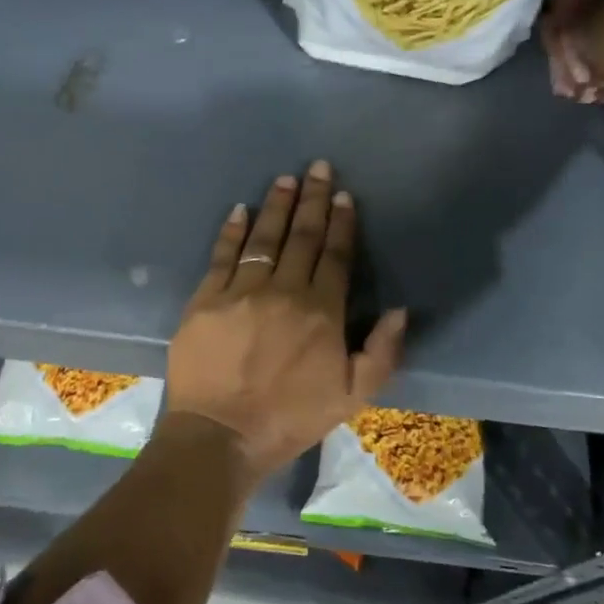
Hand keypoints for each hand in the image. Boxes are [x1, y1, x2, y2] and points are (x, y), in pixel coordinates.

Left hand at [164, 162, 405, 488]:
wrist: (220, 435)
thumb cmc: (289, 419)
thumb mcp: (352, 398)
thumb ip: (381, 353)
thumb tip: (398, 310)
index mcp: (321, 312)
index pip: (335, 256)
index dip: (342, 224)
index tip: (344, 196)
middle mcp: (283, 291)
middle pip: (302, 237)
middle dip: (313, 200)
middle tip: (317, 168)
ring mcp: (241, 292)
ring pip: (264, 239)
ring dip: (276, 206)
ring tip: (285, 180)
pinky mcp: (205, 299)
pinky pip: (222, 256)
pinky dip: (232, 231)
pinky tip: (240, 210)